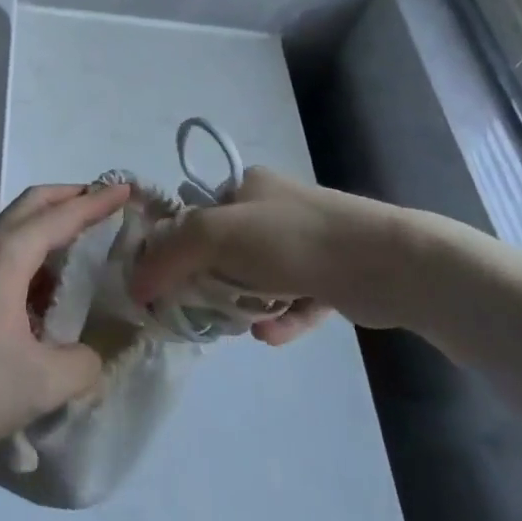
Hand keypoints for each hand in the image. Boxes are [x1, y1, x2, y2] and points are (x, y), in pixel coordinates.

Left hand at [0, 183, 131, 449]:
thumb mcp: (37, 383)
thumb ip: (80, 368)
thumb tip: (91, 358)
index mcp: (9, 255)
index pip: (63, 215)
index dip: (98, 202)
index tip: (127, 190)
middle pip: (34, 205)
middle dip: (71, 198)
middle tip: (105, 207)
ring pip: (16, 231)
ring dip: (50, 230)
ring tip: (84, 256)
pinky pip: (4, 259)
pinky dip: (33, 260)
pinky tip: (44, 299)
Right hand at [129, 168, 430, 340]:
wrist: (385, 263)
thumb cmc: (292, 238)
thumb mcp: (217, 234)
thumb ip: (171, 254)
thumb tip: (136, 284)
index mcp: (247, 186)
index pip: (196, 212)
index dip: (176, 244)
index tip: (163, 279)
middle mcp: (274, 209)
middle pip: (224, 249)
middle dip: (209, 281)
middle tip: (198, 309)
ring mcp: (305, 243)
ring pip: (258, 278)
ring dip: (243, 303)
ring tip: (237, 325)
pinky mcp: (331, 277)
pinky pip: (293, 301)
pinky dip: (280, 318)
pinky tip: (270, 335)